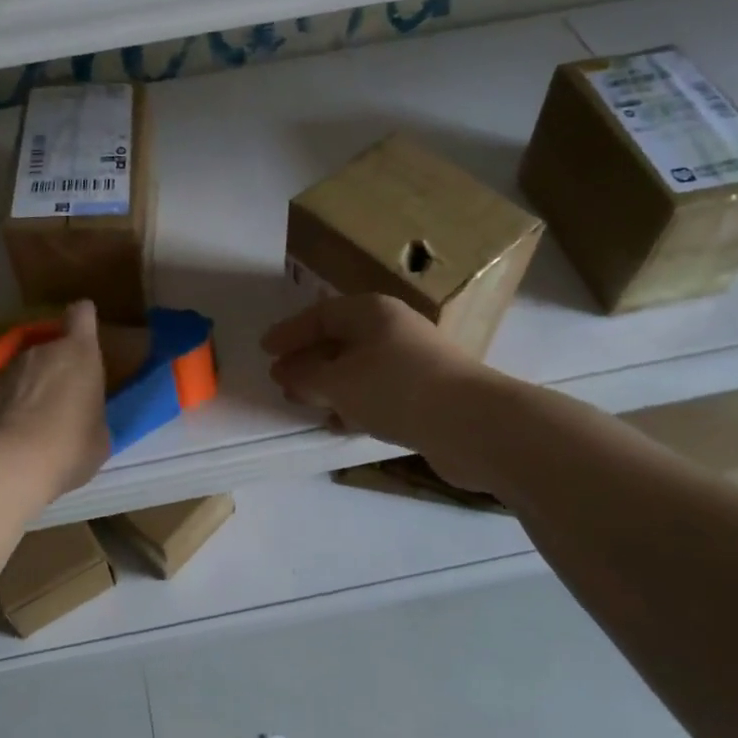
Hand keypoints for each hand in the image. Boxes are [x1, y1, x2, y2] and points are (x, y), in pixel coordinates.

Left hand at [0, 300, 109, 500]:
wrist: (10, 462)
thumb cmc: (70, 444)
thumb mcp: (99, 437)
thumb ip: (93, 418)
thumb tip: (85, 422)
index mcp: (80, 353)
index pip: (82, 315)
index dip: (83, 319)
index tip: (84, 330)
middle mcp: (42, 351)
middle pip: (51, 346)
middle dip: (57, 366)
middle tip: (63, 398)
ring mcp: (7, 369)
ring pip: (25, 369)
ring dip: (31, 387)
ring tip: (35, 422)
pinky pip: (3, 393)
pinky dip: (8, 407)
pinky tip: (12, 436)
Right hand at [262, 294, 487, 460]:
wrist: (472, 424)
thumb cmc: (396, 389)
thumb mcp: (337, 382)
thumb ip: (305, 377)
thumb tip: (285, 372)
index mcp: (372, 312)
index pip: (321, 314)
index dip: (290, 332)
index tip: (265, 351)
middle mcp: (393, 329)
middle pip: (340, 340)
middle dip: (308, 361)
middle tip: (282, 380)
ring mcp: (412, 361)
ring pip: (359, 368)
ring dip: (330, 385)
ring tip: (304, 405)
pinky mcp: (425, 393)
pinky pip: (378, 392)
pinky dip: (355, 404)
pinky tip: (340, 424)